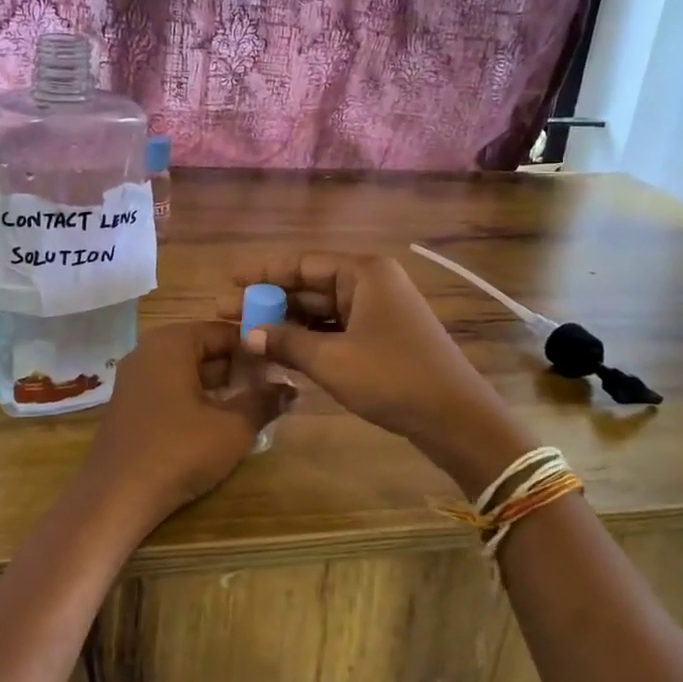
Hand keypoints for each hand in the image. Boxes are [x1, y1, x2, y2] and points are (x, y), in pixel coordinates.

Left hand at [82, 321, 293, 525]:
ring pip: (188, 371)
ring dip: (220, 387)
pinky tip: (217, 424)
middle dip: (239, 368)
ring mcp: (135, 378)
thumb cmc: (179, 451)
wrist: (115, 497)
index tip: (282, 369)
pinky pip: (171, 389)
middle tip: (271, 391)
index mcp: (172, 342)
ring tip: (251, 408)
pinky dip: (196, 399)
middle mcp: (149, 350)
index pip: (224, 331)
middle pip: (205, 349)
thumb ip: (264, 401)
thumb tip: (290, 388)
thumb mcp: (233, 427)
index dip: (256, 349)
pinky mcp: (130, 405)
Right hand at [232, 253, 529, 493]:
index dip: (262, 272)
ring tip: (246, 333)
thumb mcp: (332, 361)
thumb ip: (287, 342)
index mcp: (363, 273)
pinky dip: (309, 339)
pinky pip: (336, 329)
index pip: (302, 263)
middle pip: (310, 285)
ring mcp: (378, 311)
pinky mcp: (381, 337)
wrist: (455, 418)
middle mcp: (371, 283)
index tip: (229, 279)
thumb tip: (248, 335)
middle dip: (270, 300)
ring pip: (321, 310)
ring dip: (287, 322)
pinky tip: (280, 350)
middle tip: (228, 312)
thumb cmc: (392, 378)